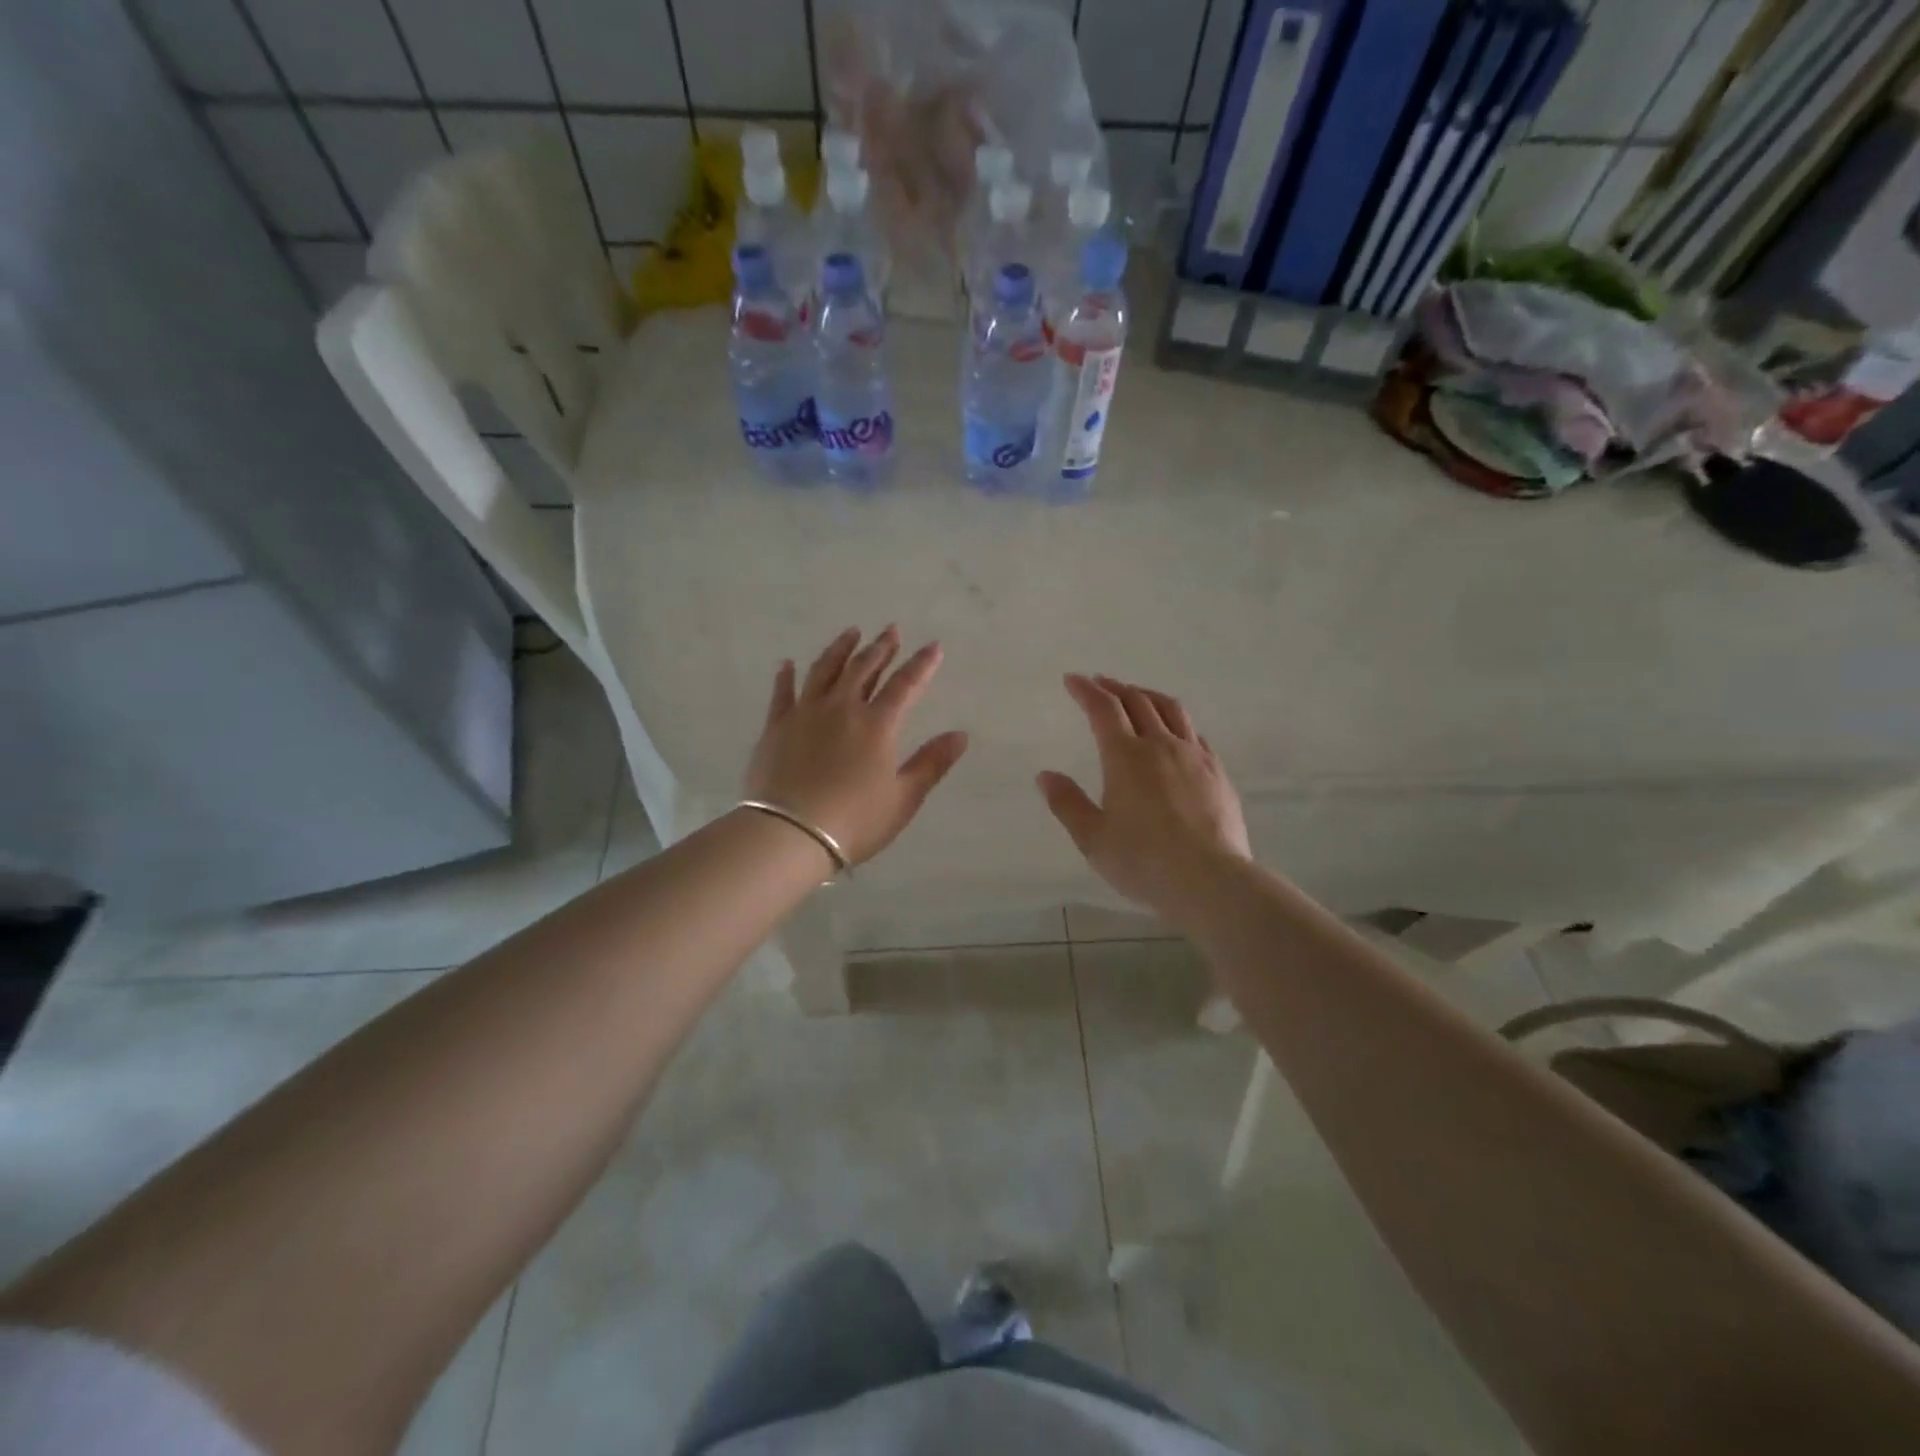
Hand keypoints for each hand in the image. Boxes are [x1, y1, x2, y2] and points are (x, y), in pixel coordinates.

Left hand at [745, 626, 969, 865]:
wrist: (789, 834)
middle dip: (880, 647)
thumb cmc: (854, 821)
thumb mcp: (903, 798)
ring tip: (851, 633)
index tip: (933, 646)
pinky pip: (783, 693)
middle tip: (890, 630)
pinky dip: (787, 676)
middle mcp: (842, 708)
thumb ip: (932, 763)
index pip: (905, 685)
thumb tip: (961, 735)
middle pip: (863, 668)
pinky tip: (788, 664)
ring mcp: (805, 713)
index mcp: (877, 724)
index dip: (921, 664)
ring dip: (840, 649)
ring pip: (825, 670)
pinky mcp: (775, 726)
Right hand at [1037, 675, 1250, 919]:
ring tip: (1136, 695)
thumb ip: (1068, 803)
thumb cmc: (1143, 861)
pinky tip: (1175, 733)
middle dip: (1115, 687)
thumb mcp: (1093, 838)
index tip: (1072, 680)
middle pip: (1137, 701)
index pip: (1103, 709)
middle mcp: (1161, 746)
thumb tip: (1045, 775)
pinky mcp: (1217, 773)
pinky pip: (1194, 733)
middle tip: (1100, 683)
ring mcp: (1194, 756)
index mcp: (1125, 757)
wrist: (1211, 880)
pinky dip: (1176, 721)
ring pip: (1171, 710)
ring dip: (1148, 695)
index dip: (1086, 690)